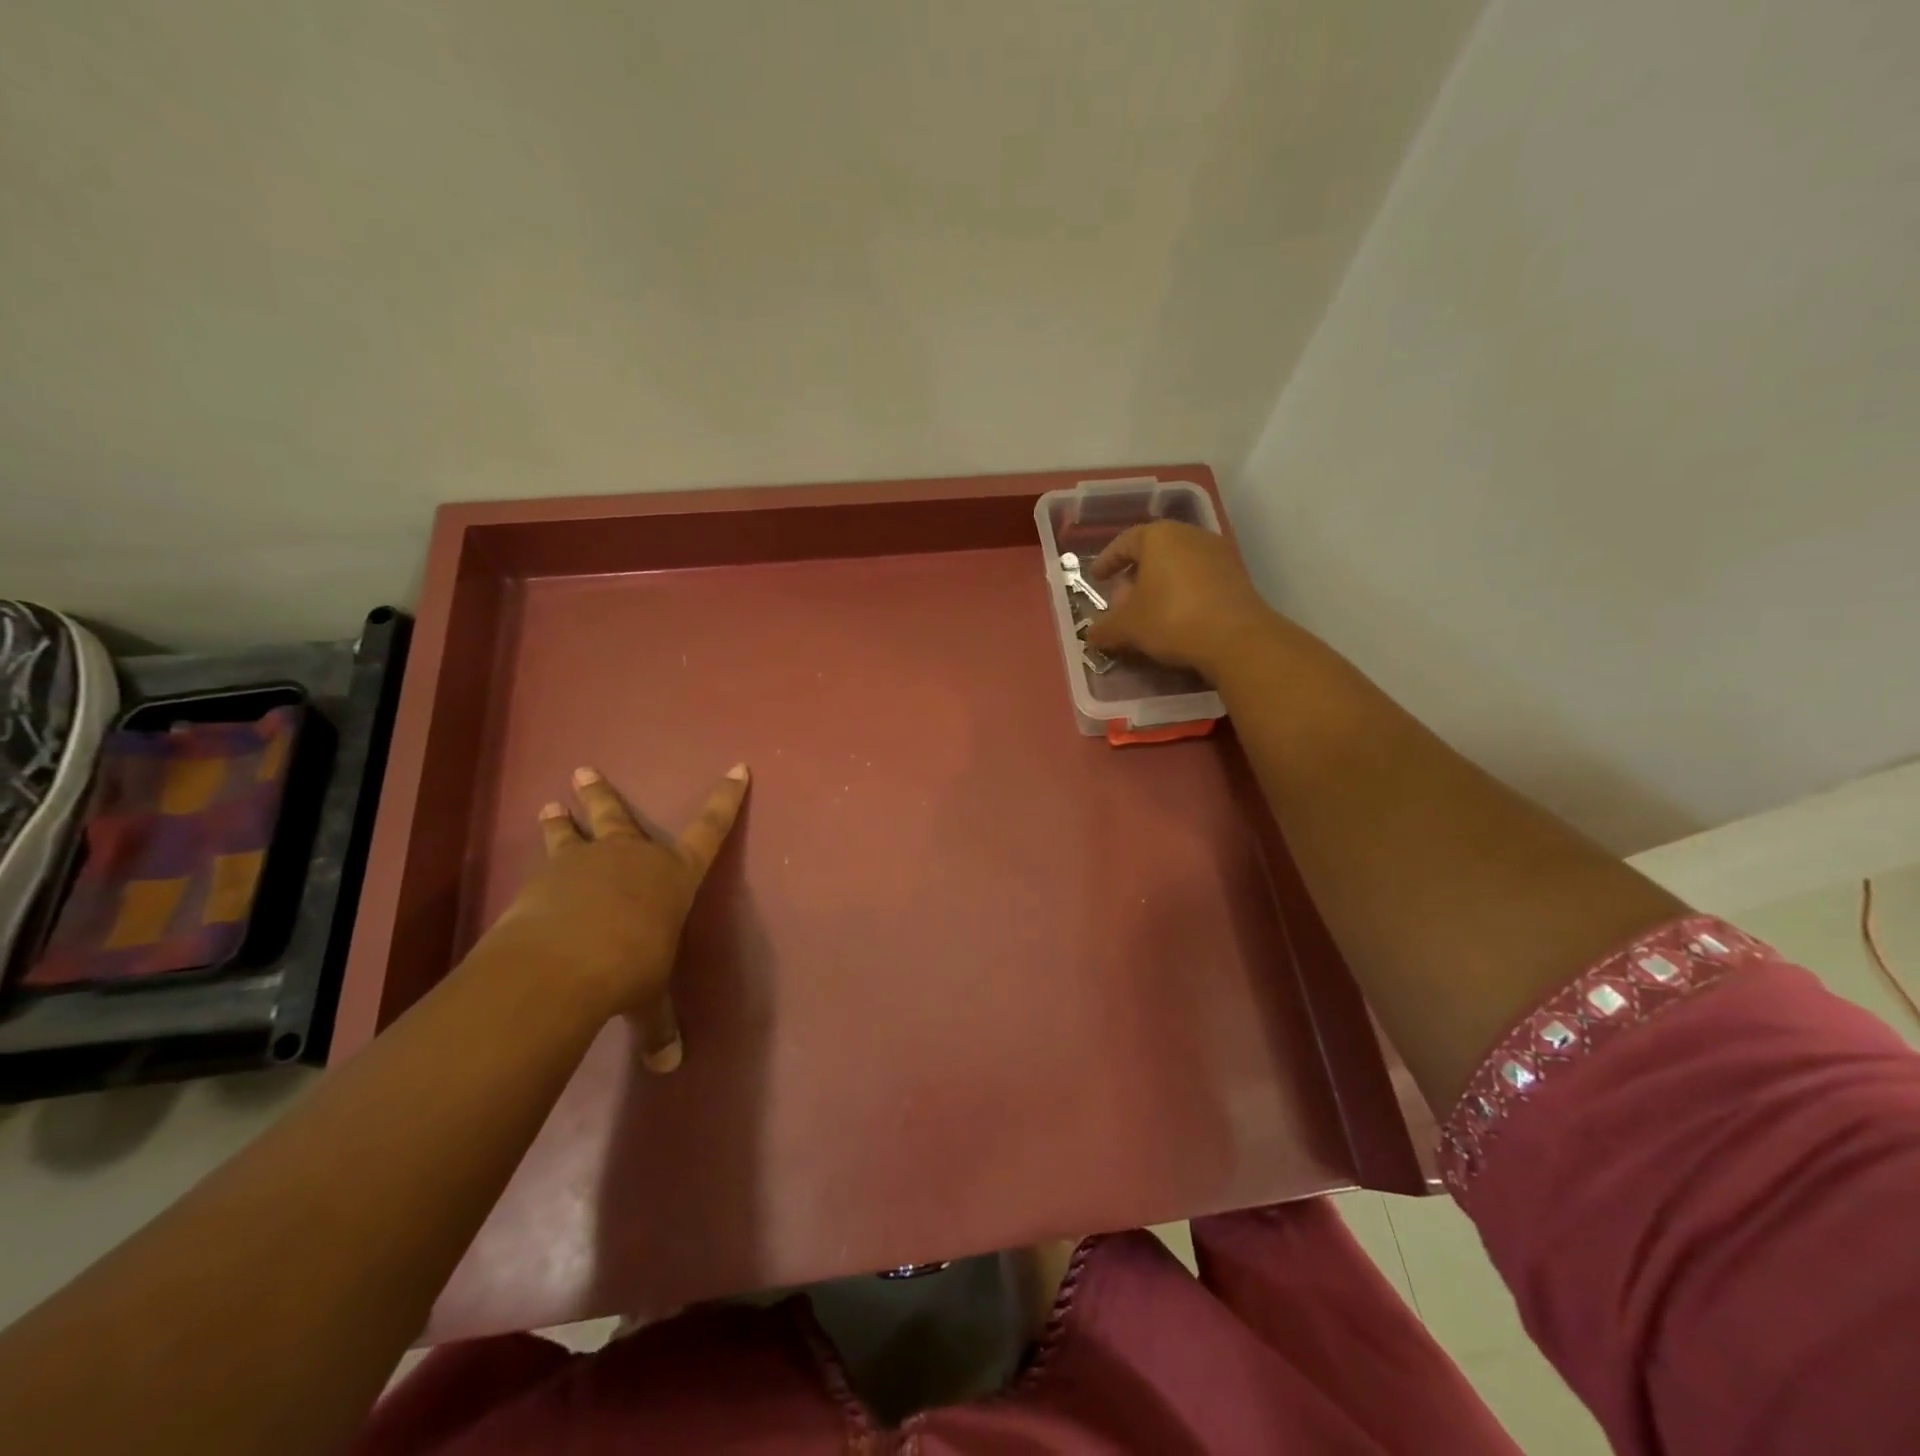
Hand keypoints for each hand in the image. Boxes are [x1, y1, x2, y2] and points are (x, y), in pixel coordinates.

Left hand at [481, 763, 749, 1071]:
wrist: (563, 964)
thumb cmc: (629, 969)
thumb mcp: (649, 997)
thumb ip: (658, 1025)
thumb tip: (668, 1066)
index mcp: (673, 875)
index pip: (711, 829)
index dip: (726, 798)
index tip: (737, 768)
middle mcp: (632, 857)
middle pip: (620, 817)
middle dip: (602, 794)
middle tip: (582, 771)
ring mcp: (586, 862)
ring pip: (573, 832)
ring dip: (561, 819)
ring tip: (549, 806)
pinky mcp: (547, 878)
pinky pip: (546, 864)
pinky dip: (542, 865)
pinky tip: (531, 876)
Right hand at [1083, 521, 1276, 678]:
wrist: (1236, 638)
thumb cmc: (1170, 619)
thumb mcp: (1128, 627)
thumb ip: (1105, 628)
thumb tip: (1091, 636)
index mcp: (1158, 536)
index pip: (1124, 542)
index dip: (1107, 561)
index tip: (1097, 578)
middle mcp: (1189, 535)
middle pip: (1154, 551)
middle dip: (1134, 575)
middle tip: (1122, 599)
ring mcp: (1218, 553)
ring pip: (1178, 564)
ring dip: (1160, 584)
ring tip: (1148, 610)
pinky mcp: (1237, 574)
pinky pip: (1199, 578)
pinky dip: (1183, 592)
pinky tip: (1176, 615)